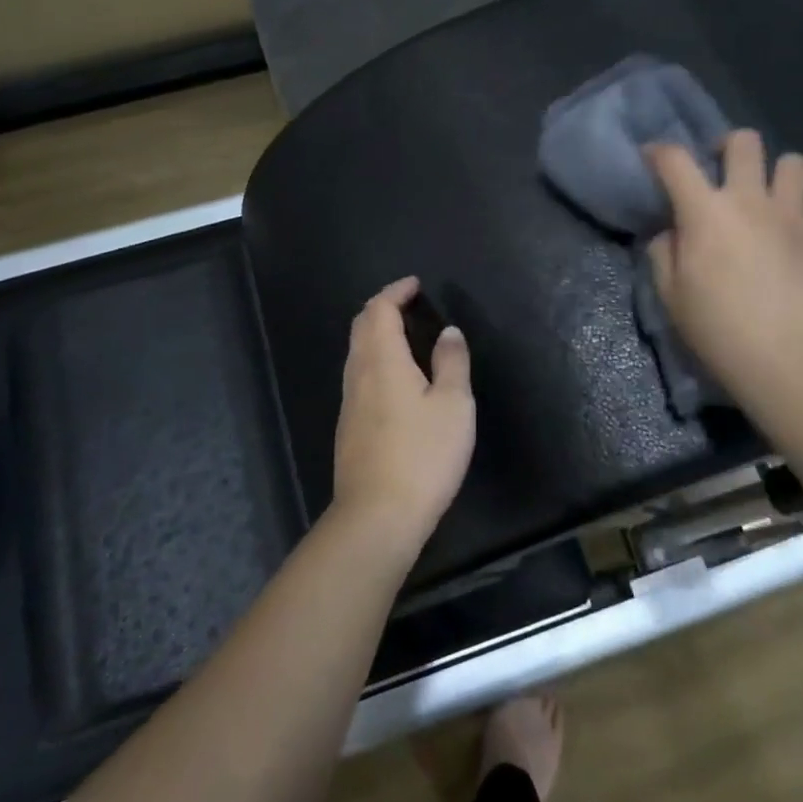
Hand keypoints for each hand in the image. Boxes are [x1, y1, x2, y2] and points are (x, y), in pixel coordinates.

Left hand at [332, 277, 475, 553]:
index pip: (379, 309)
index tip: (415, 285)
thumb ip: (452, 362)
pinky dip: (375, 358)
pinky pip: (358, 374)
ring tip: (405, 335)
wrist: (376, 517)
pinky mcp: (348, 426)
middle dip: (382, 307)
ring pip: (357, 351)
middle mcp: (358, 373)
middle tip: (408, 304)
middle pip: (362, 325)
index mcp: (382, 359)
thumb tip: (448, 332)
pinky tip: (396, 377)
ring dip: (377, 333)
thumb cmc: (422, 455)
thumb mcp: (454, 405)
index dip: (395, 292)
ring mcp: (349, 401)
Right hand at [644, 132, 802, 405]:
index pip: (675, 160)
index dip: (659, 152)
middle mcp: (750, 200)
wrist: (785, 361)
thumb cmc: (716, 328)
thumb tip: (672, 232)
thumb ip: (664, 252)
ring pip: (793, 163)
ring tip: (767, 197)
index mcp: (705, 211)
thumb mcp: (670, 294)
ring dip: (776, 174)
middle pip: (744, 141)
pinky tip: (795, 231)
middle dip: (728, 146)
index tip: (653, 159)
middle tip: (722, 171)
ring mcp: (792, 215)